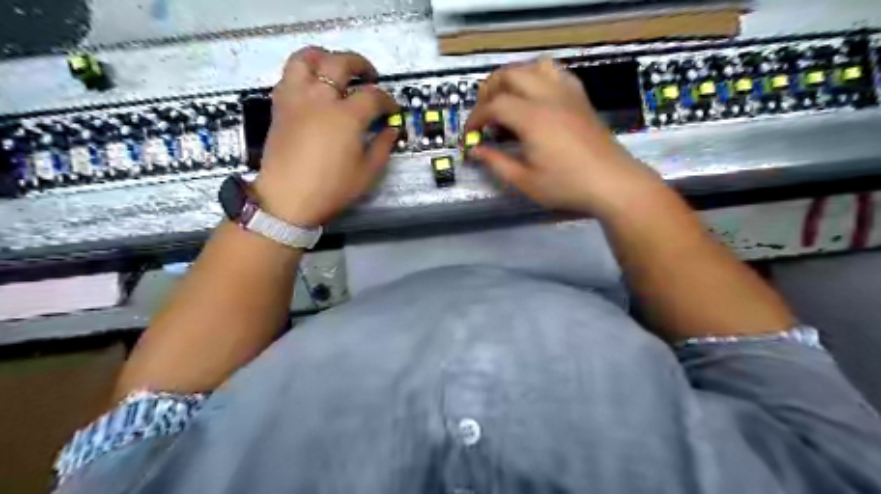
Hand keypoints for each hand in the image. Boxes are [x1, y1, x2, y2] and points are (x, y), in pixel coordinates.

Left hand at [249, 46, 397, 226]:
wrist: (288, 198)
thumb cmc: (331, 188)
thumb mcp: (367, 172)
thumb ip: (383, 146)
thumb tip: (391, 129)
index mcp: (346, 116)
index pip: (373, 96)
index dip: (388, 101)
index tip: (393, 110)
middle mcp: (321, 99)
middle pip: (341, 63)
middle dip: (361, 65)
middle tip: (370, 77)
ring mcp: (297, 98)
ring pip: (307, 58)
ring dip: (326, 57)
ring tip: (336, 68)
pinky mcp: (280, 105)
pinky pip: (289, 75)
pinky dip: (304, 72)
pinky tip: (313, 86)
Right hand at [464, 58, 664, 217]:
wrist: (612, 182)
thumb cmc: (566, 186)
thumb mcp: (524, 181)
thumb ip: (495, 163)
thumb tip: (475, 150)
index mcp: (532, 118)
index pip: (494, 105)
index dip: (476, 118)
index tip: (470, 136)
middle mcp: (548, 97)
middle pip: (509, 75)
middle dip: (489, 92)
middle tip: (485, 117)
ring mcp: (567, 94)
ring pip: (533, 67)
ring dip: (513, 79)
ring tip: (507, 101)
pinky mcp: (580, 97)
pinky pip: (556, 72)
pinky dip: (538, 77)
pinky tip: (535, 97)